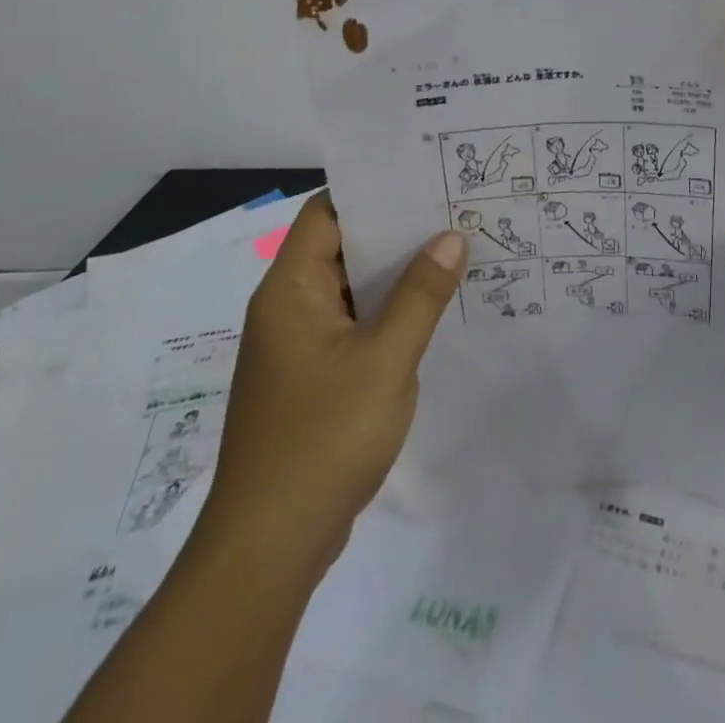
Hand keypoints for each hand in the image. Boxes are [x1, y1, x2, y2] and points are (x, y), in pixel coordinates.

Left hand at [200, 195, 465, 568]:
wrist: (269, 548)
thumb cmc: (323, 438)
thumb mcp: (385, 359)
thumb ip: (420, 294)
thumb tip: (451, 236)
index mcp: (290, 290)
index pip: (328, 213)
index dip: (372, 190)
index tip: (424, 177)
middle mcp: (287, 308)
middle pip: (342, 248)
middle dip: (396, 230)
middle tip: (454, 210)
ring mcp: (297, 347)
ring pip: (350, 290)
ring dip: (395, 275)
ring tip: (455, 252)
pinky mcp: (310, 379)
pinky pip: (353, 326)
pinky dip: (387, 313)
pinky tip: (432, 312)